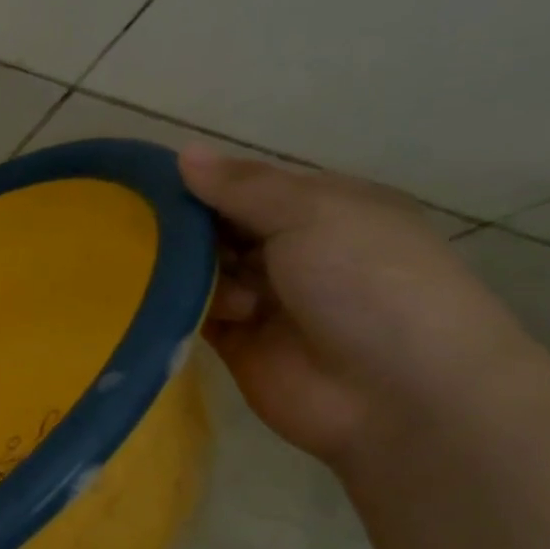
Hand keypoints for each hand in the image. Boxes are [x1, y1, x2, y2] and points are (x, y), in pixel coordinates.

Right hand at [179, 146, 532, 465]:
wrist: (401, 395)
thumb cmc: (368, 283)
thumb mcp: (312, 213)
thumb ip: (241, 186)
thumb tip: (184, 152)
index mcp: (323, 210)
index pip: (247, 187)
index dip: (204, 184)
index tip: (151, 184)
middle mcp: (293, 250)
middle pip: (219, 228)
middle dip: (188, 228)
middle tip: (148, 230)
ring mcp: (264, 299)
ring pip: (202, 270)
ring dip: (191, 270)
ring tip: (197, 281)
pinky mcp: (237, 343)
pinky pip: (194, 313)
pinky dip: (181, 306)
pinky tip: (182, 305)